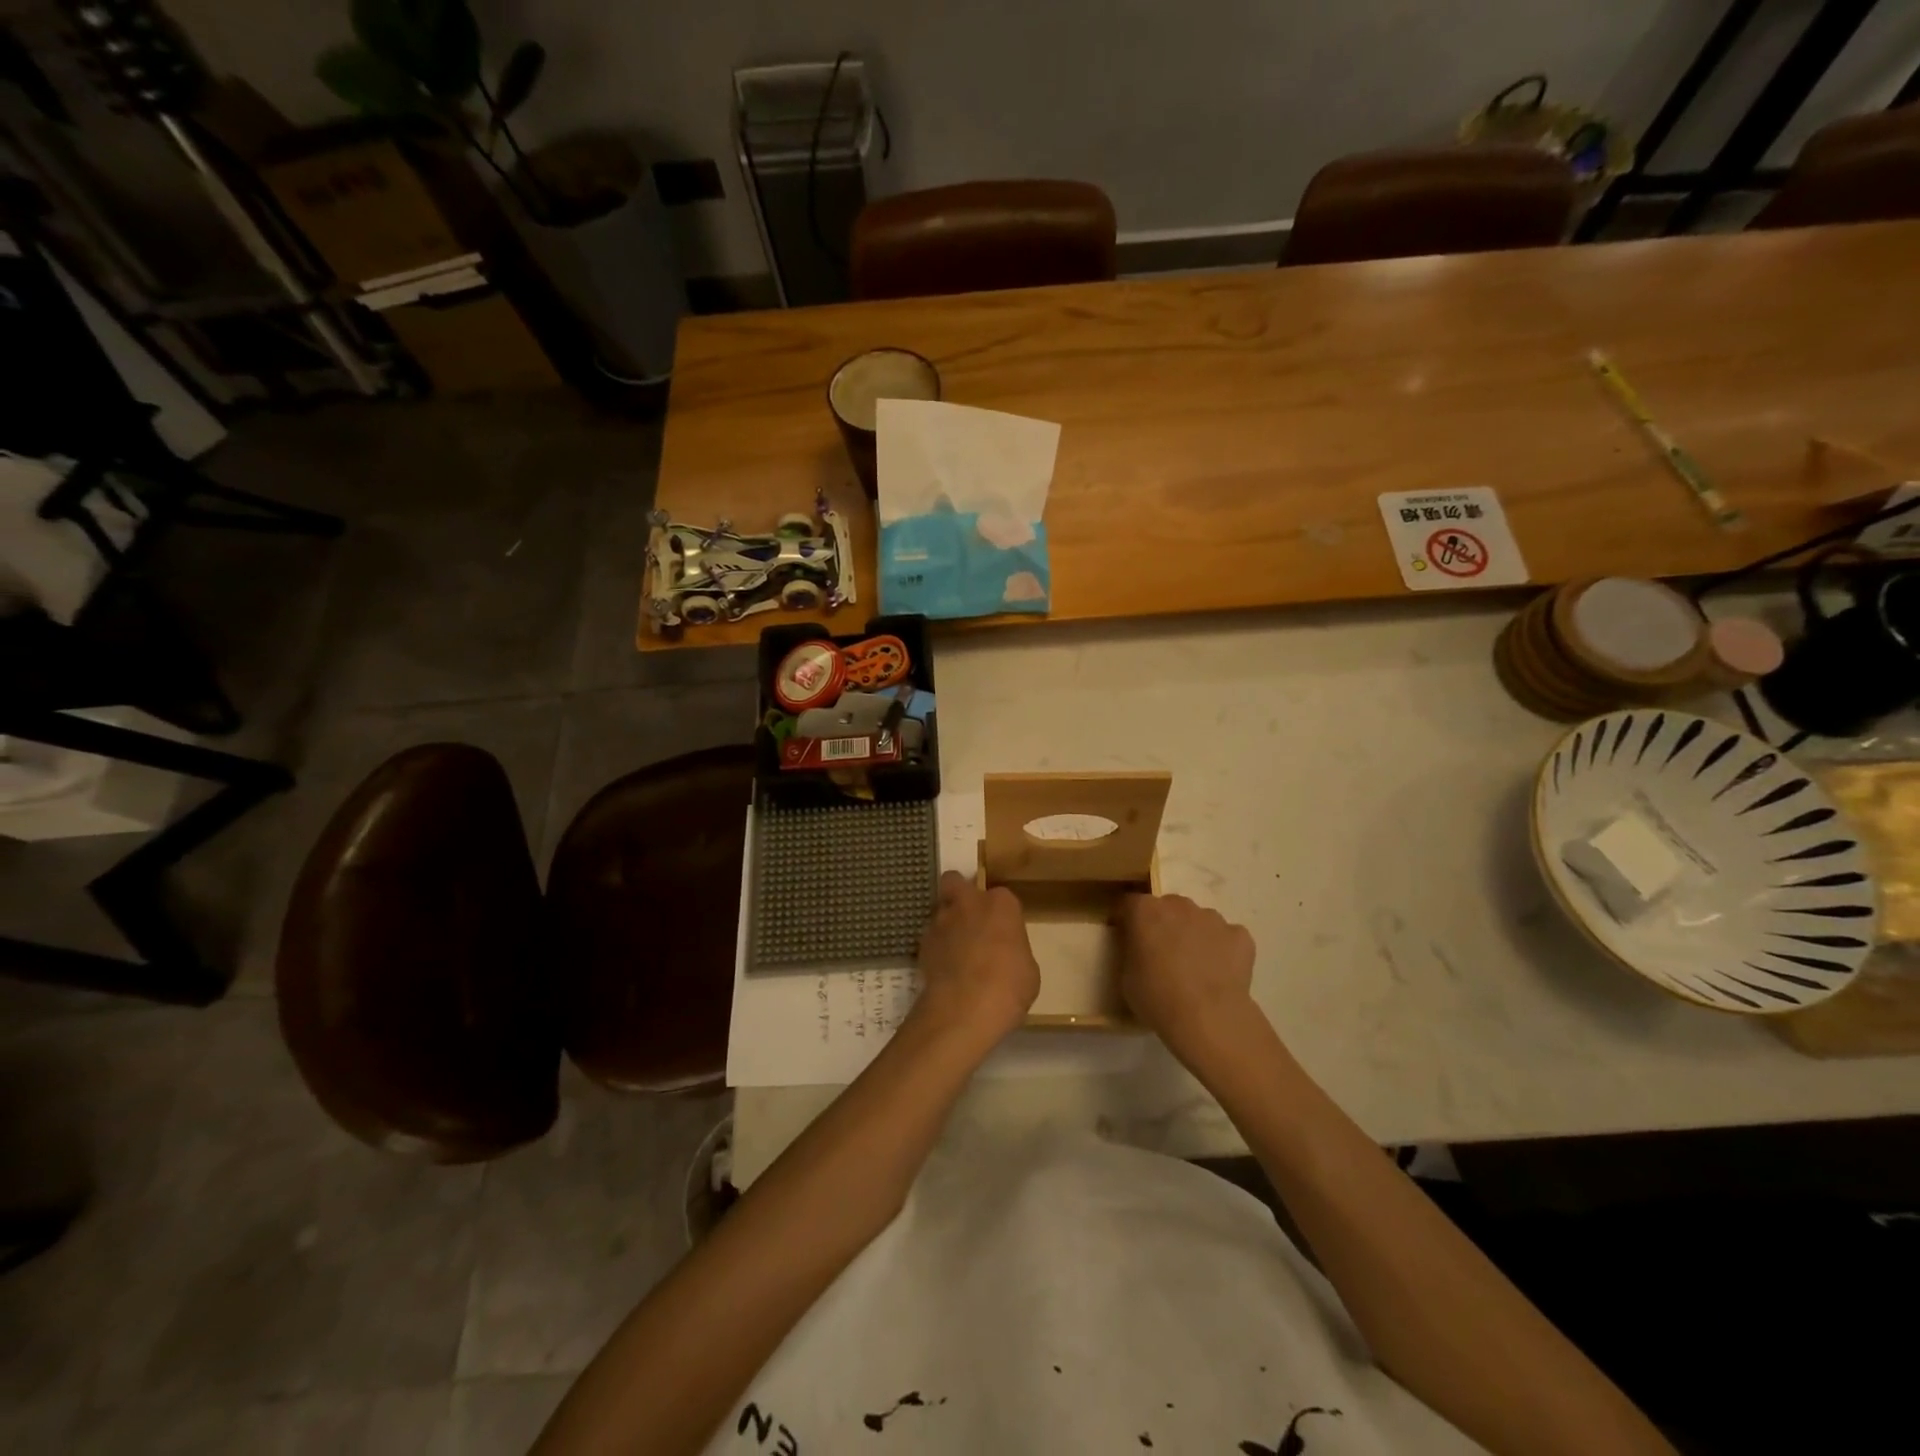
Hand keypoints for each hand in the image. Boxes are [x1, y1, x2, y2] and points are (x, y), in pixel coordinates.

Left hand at [911, 872, 1040, 1051]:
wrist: (965, 1008)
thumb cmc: (1009, 986)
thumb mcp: (1027, 969)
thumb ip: (1014, 951)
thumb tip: (1004, 955)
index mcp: (1001, 904)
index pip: (1002, 897)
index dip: (1001, 914)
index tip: (1004, 932)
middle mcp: (968, 903)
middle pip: (956, 881)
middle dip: (960, 893)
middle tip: (969, 918)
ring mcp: (941, 920)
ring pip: (940, 909)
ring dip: (946, 923)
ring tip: (955, 950)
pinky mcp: (922, 943)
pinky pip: (930, 937)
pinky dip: (936, 947)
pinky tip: (944, 968)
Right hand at [1116, 894, 1257, 1057]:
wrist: (1209, 1018)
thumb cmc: (1158, 998)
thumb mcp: (1126, 977)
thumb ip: (1130, 952)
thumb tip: (1138, 948)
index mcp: (1145, 911)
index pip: (1129, 904)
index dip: (1128, 920)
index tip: (1128, 939)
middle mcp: (1178, 905)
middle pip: (1167, 907)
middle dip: (1164, 925)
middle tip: (1163, 955)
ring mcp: (1212, 918)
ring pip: (1198, 920)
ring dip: (1193, 935)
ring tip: (1195, 968)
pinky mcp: (1240, 935)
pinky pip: (1227, 937)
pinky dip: (1222, 949)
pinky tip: (1220, 974)